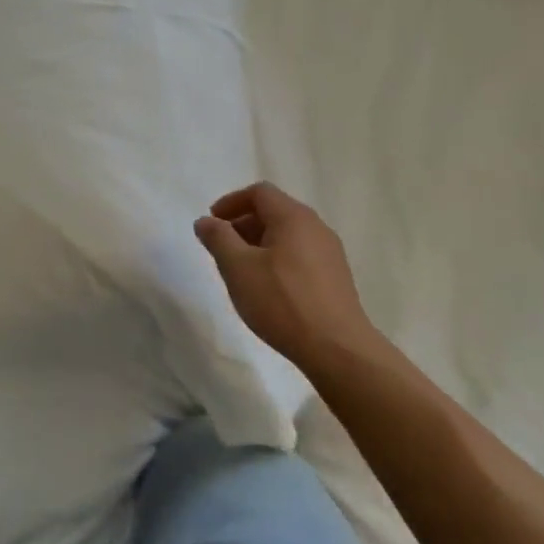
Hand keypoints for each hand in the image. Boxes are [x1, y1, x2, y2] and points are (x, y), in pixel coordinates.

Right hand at [194, 182, 381, 368]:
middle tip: (222, 248)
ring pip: (287, 235)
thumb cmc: (282, 301)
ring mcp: (330, 253)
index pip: (259, 192)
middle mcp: (316, 227)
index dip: (231, 202)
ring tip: (241, 271)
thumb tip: (205, 221)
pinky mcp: (335, 278)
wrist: (338, 350)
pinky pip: (300, 254)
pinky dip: (277, 259)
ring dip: (259, 243)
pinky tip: (268, 288)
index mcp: (293, 217)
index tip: (212, 223)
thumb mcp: (237, 268)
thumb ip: (218, 238)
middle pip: (274, 211)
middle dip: (243, 224)